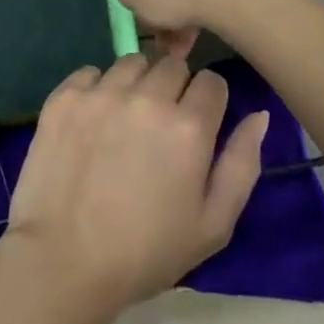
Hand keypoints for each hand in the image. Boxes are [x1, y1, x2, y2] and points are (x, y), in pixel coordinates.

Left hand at [3, 54, 269, 316]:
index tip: (197, 124)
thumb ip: (242, 163)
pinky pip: (90, 72)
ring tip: (125, 121)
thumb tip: (259, 114)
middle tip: (160, 127)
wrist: (64, 261)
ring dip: (136, 83)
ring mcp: (102, 92)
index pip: (212, 82)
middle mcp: (147, 97)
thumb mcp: (213, 224)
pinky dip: (96, 89)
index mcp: (189, 126)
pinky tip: (93, 122)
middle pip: (172, 65)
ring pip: (131, 63)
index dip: (208, 102)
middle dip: (174, 88)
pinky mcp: (65, 96)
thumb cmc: (146, 252)